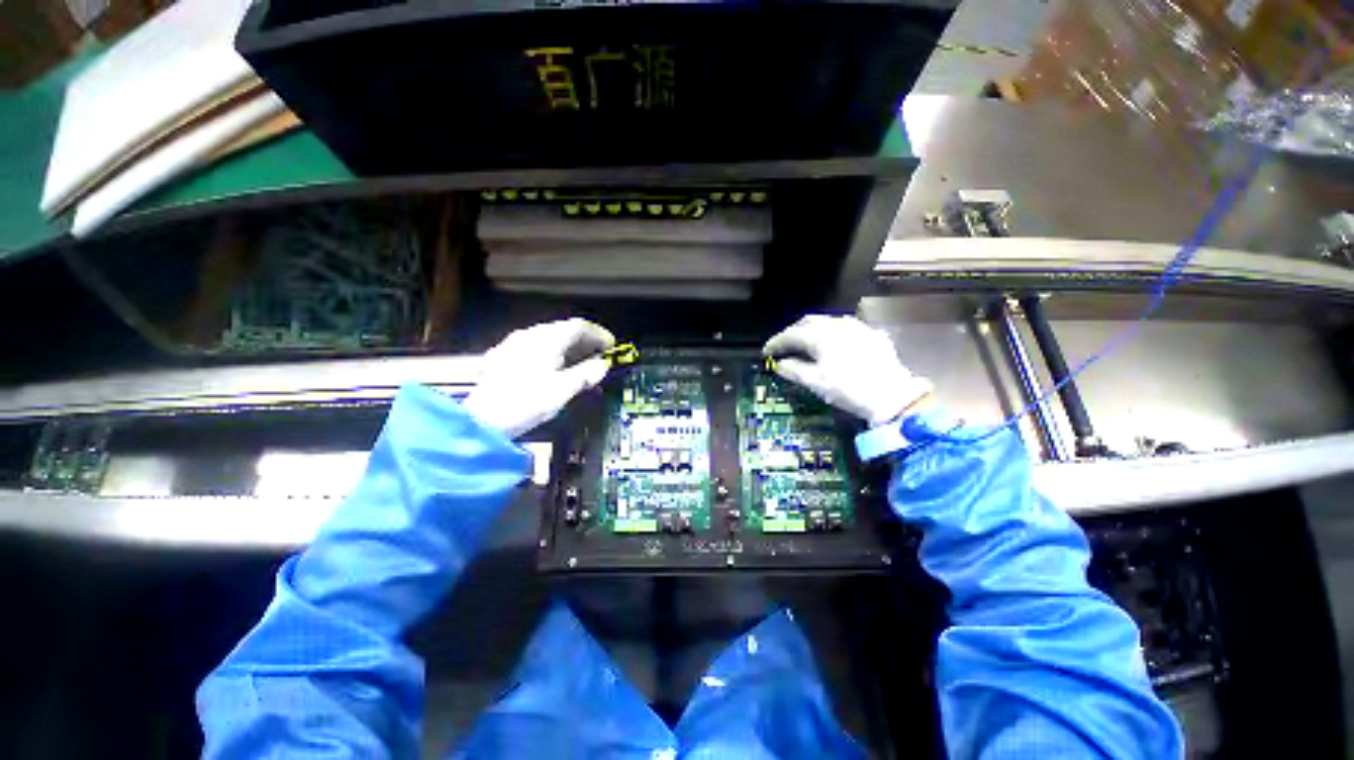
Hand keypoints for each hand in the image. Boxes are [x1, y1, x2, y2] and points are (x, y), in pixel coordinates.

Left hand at [463, 318, 614, 437]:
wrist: (482, 419)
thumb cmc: (526, 402)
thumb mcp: (563, 390)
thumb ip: (586, 374)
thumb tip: (602, 365)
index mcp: (547, 339)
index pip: (579, 326)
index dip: (598, 334)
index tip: (611, 346)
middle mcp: (530, 335)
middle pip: (563, 329)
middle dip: (585, 340)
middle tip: (599, 354)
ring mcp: (514, 343)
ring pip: (549, 336)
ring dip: (569, 346)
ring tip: (581, 362)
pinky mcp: (504, 355)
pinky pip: (536, 345)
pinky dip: (553, 351)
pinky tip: (554, 367)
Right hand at [764, 315, 931, 426]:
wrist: (892, 395)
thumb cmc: (848, 389)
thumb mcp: (816, 382)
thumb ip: (794, 370)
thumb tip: (780, 364)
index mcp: (820, 336)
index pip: (790, 335)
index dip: (776, 343)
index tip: (766, 351)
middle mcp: (837, 325)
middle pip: (808, 322)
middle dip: (792, 332)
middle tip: (784, 346)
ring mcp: (857, 327)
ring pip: (827, 322)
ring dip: (812, 330)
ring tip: (806, 343)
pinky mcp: (871, 334)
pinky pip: (845, 327)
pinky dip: (832, 333)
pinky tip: (833, 344)